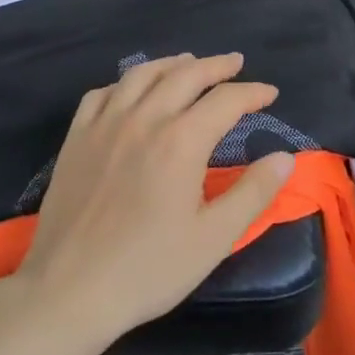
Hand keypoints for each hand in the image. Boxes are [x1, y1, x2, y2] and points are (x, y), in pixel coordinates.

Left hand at [15, 53, 295, 349]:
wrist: (68, 291)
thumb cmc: (148, 269)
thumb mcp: (213, 238)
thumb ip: (253, 193)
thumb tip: (285, 157)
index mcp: (181, 141)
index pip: (226, 100)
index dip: (252, 93)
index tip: (270, 95)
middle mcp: (144, 119)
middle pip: (185, 75)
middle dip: (216, 65)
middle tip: (236, 63)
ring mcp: (104, 125)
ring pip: (142, 75)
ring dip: (172, 64)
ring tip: (189, 63)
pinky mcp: (75, 139)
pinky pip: (101, 94)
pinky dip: (124, 83)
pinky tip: (131, 91)